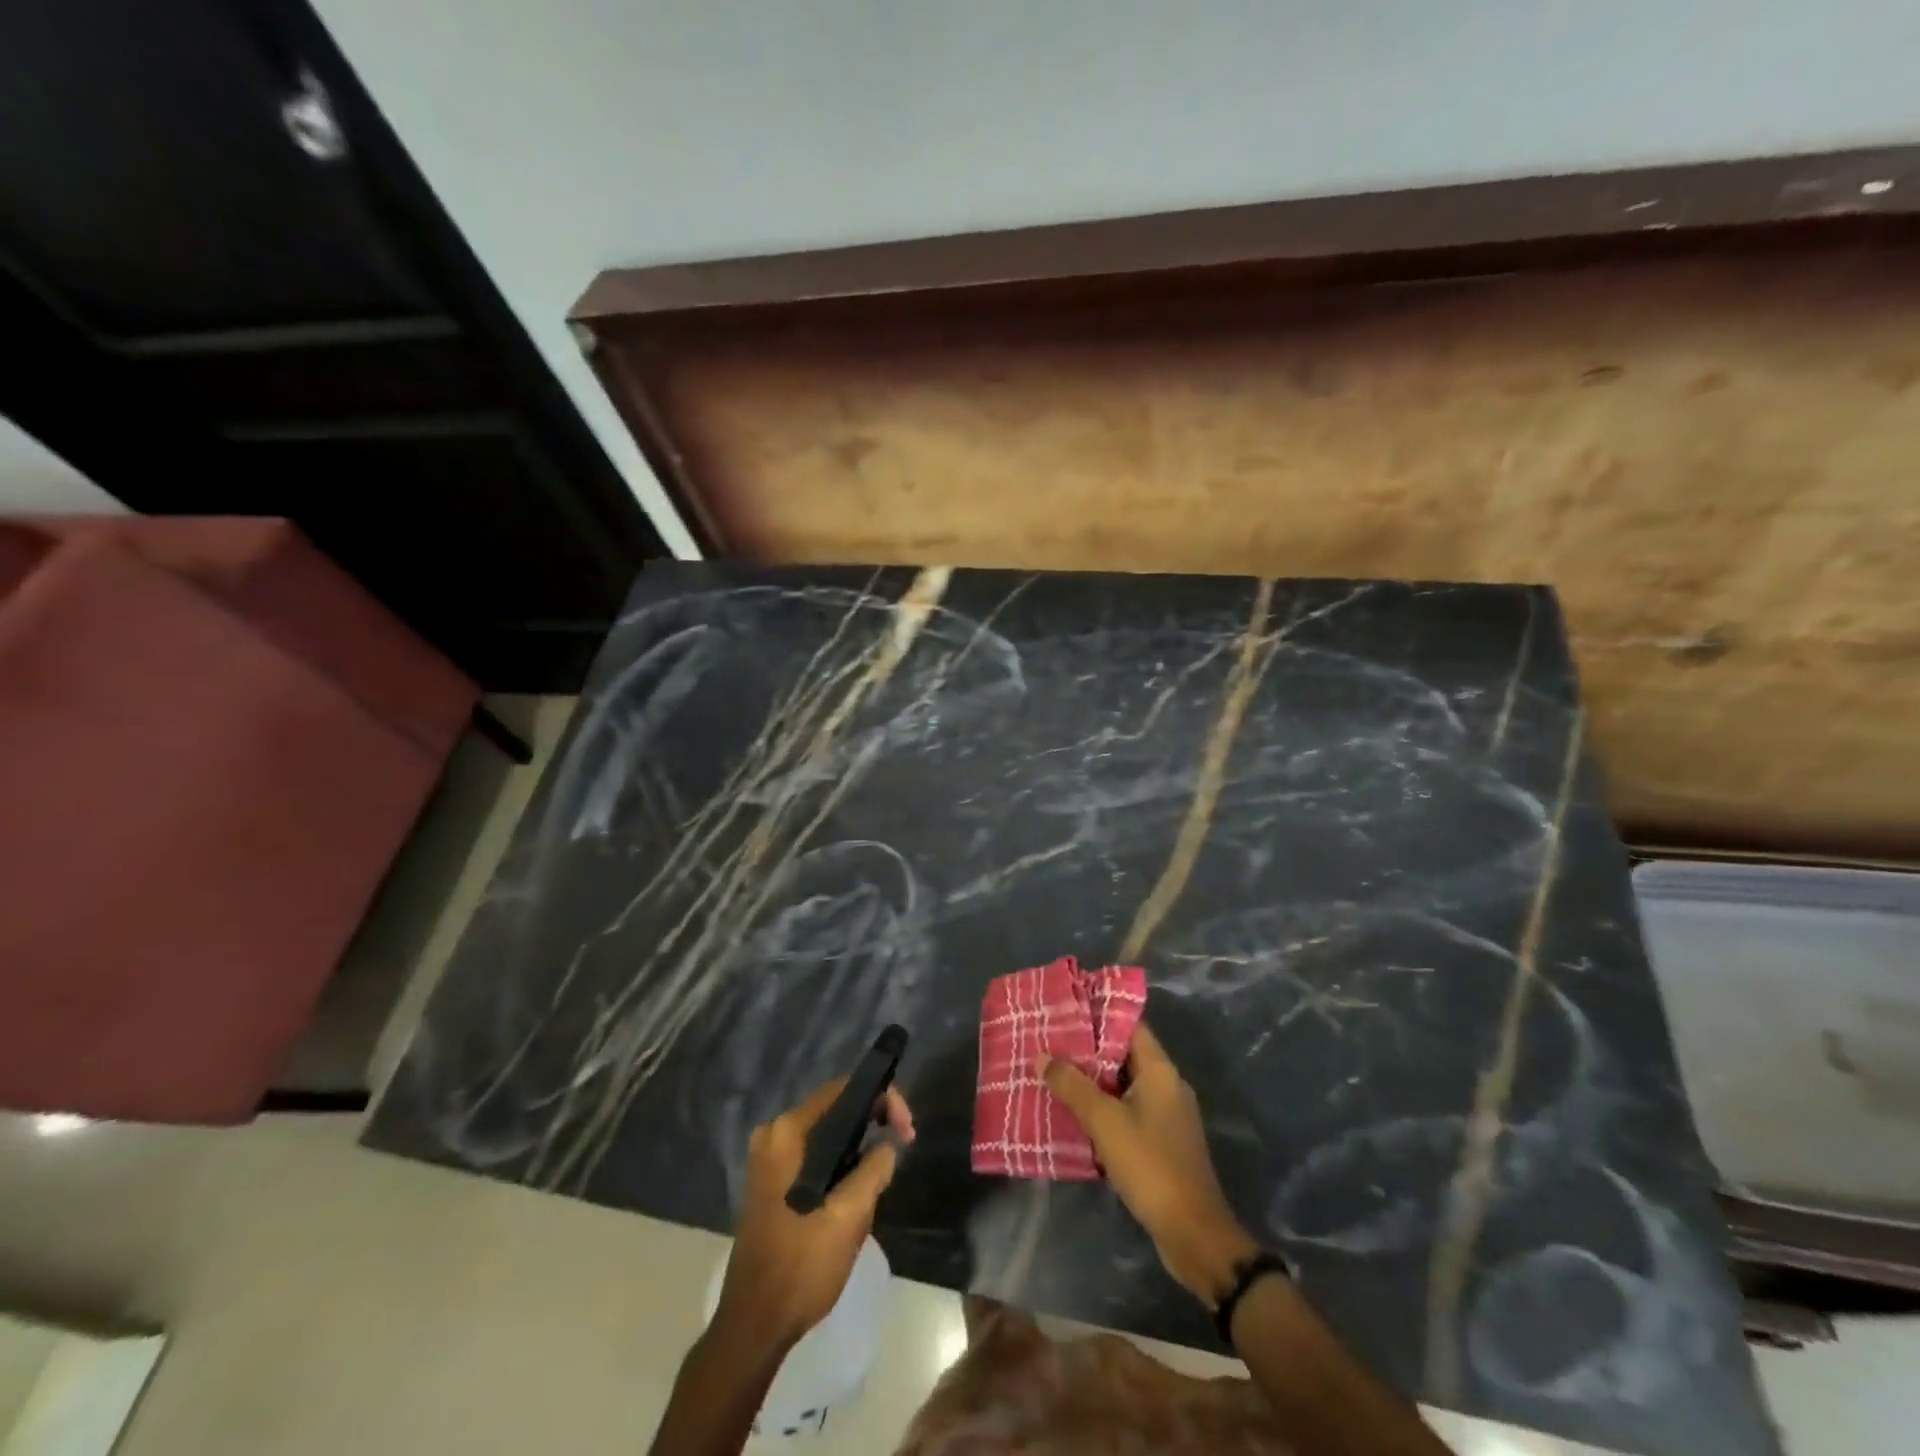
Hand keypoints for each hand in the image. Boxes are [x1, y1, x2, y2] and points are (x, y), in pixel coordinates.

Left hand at [714, 1078, 915, 1350]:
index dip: (882, 1099)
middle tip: (904, 1144)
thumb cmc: (800, 1267)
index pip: (843, 1090)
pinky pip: (816, 1154)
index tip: (907, 1130)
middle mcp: (774, 1135)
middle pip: (835, 1108)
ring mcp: (770, 1159)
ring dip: (859, 1146)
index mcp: (786, 1133)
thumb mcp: (848, 1217)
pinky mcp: (773, 1182)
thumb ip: (874, 1169)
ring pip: (828, 1134)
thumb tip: (888, 1145)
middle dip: (873, 1122)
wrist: (753, 1327)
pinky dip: (841, 1162)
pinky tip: (858, 1188)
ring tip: (885, 1170)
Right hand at [1040, 1023, 1256, 1301]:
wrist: (1193, 1234)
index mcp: (1160, 1071)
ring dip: (1093, 1082)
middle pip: (1124, 1055)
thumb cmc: (1150, 1165)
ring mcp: (1167, 1115)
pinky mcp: (1162, 1141)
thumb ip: (1073, 1086)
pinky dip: (1104, 1108)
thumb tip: (1042, 1056)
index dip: (1099, 1016)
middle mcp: (1167, 1085)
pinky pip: (1128, 1111)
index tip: (1065, 1011)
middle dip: (1088, 1051)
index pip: (1130, 1026)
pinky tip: (1075, 1115)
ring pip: (1124, 1085)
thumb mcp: (1105, 1122)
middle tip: (1051, 1044)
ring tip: (1055, 1075)